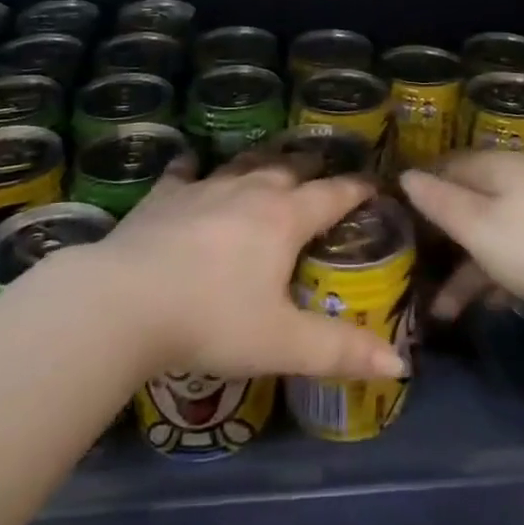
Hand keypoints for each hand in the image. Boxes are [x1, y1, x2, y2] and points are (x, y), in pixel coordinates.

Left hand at [98, 151, 406, 382]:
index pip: (333, 194)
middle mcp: (250, 191)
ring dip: (263, 161)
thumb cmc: (212, 319)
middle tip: (324, 170)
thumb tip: (399, 364)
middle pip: (290, 168)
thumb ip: (340, 351)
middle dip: (312, 167)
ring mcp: (205, 188)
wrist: (124, 301)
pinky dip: (194, 168)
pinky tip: (191, 165)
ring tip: (273, 160)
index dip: (357, 189)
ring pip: (244, 163)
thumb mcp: (282, 343)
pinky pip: (184, 172)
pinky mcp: (165, 196)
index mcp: (285, 218)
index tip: (375, 184)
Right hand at [402, 151, 523, 323]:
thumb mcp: (480, 227)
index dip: (417, 192)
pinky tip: (489, 307)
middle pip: (467, 203)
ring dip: (466, 270)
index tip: (390, 222)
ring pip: (490, 234)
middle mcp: (516, 181)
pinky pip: (516, 254)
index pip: (444, 168)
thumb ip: (441, 203)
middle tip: (409, 270)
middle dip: (439, 238)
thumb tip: (405, 175)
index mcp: (494, 167)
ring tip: (441, 311)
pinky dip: (498, 276)